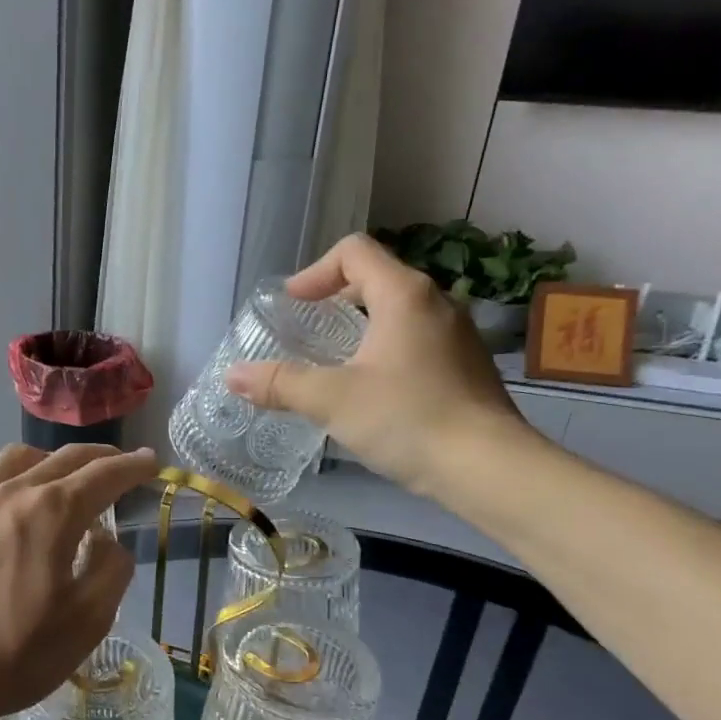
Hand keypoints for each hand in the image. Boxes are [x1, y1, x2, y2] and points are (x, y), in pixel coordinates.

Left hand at [0, 443, 157, 719]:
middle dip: (100, 457)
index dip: (133, 467)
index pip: (104, 476)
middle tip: (121, 463)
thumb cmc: (11, 654)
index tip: (151, 462)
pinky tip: (16, 503)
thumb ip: (111, 571)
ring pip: (21, 459)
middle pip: (65, 458)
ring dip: (54, 460)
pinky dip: (17, 477)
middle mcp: (13, 492)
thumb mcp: (84, 623)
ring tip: (66, 478)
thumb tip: (108, 541)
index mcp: (52, 512)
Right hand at [226, 234, 531, 495]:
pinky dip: (385, 348)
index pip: (354, 251)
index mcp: (404, 295)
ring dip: (361, 324)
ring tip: (333, 360)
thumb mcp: (332, 400)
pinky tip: (372, 389)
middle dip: (335, 296)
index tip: (293, 304)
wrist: (488, 468)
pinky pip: (416, 339)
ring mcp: (457, 334)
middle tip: (306, 328)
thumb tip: (232, 376)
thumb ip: (280, 384)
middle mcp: (436, 303)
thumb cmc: (407, 419)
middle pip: (377, 277)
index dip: (315, 271)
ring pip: (399, 311)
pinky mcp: (466, 366)